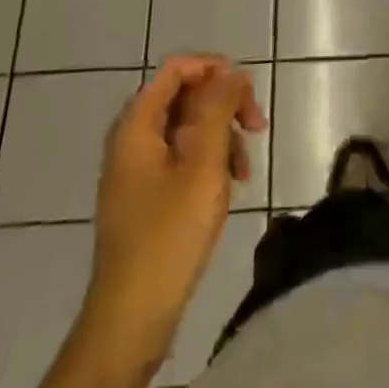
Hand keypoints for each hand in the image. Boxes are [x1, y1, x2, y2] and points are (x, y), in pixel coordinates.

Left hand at [83, 54, 267, 375]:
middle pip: (184, 96)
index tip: (248, 91)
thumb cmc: (169, 236)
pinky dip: (208, 161)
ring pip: (187, 128)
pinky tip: (229, 187)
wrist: (130, 319)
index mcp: (137, 125)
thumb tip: (231, 72)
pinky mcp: (145, 196)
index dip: (215, 69)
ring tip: (245, 169)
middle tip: (258, 126)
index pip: (177, 68)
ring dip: (221, 136)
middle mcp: (131, 139)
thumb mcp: (203, 164)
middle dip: (224, 105)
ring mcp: (136, 170)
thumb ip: (218, 109)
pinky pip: (181, 158)